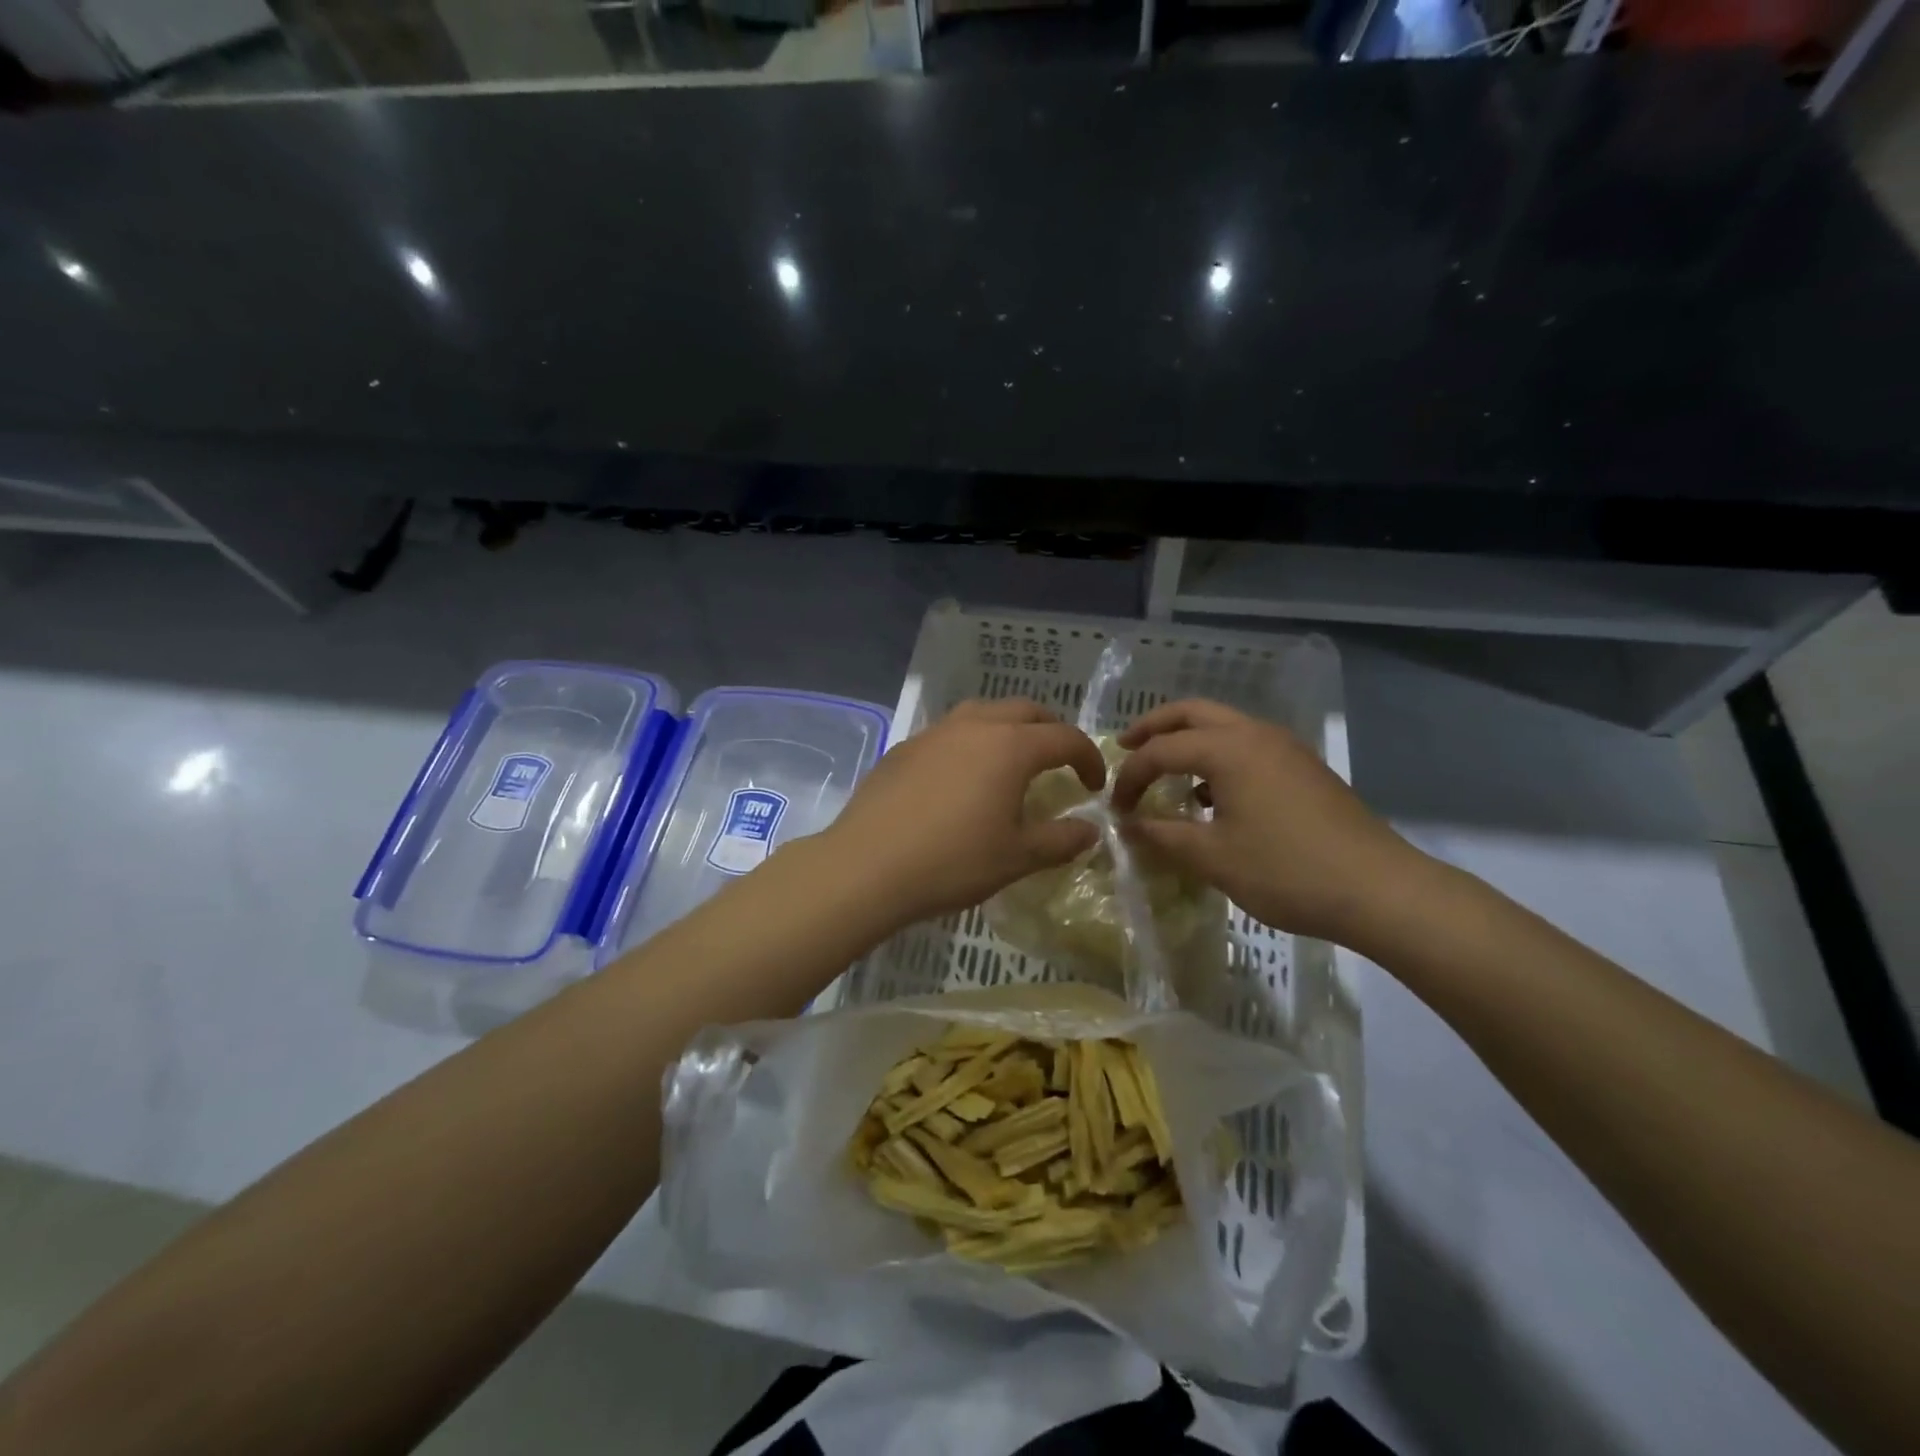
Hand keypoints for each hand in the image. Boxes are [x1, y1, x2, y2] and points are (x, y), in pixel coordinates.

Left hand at [821, 699, 1106, 931]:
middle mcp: (974, 727)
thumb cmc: (951, 862)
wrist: (866, 867)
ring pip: (983, 713)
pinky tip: (960, 778)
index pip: (1065, 738)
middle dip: (1050, 731)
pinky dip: (970, 743)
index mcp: (1010, 747)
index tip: (1094, 785)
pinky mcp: (904, 748)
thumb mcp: (1016, 858)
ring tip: (1011, 761)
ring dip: (1008, 729)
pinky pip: (949, 732)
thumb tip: (1090, 831)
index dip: (1088, 758)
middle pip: (1025, 711)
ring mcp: (934, 733)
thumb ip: (1060, 840)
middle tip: (1058, 763)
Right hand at [1110, 699, 1421, 944]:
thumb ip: (1164, 836)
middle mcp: (1255, 735)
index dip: (1131, 776)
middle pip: (1192, 712)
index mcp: (1228, 750)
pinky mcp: (1303, 767)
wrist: (1379, 890)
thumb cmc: (1287, 871)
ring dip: (1188, 739)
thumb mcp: (1214, 858)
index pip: (1161, 750)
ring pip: (1224, 725)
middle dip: (1154, 727)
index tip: (1116, 808)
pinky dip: (1218, 755)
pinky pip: (1247, 745)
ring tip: (1165, 769)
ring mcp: (1285, 748)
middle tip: (1125, 747)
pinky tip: (1211, 794)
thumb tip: (1129, 826)